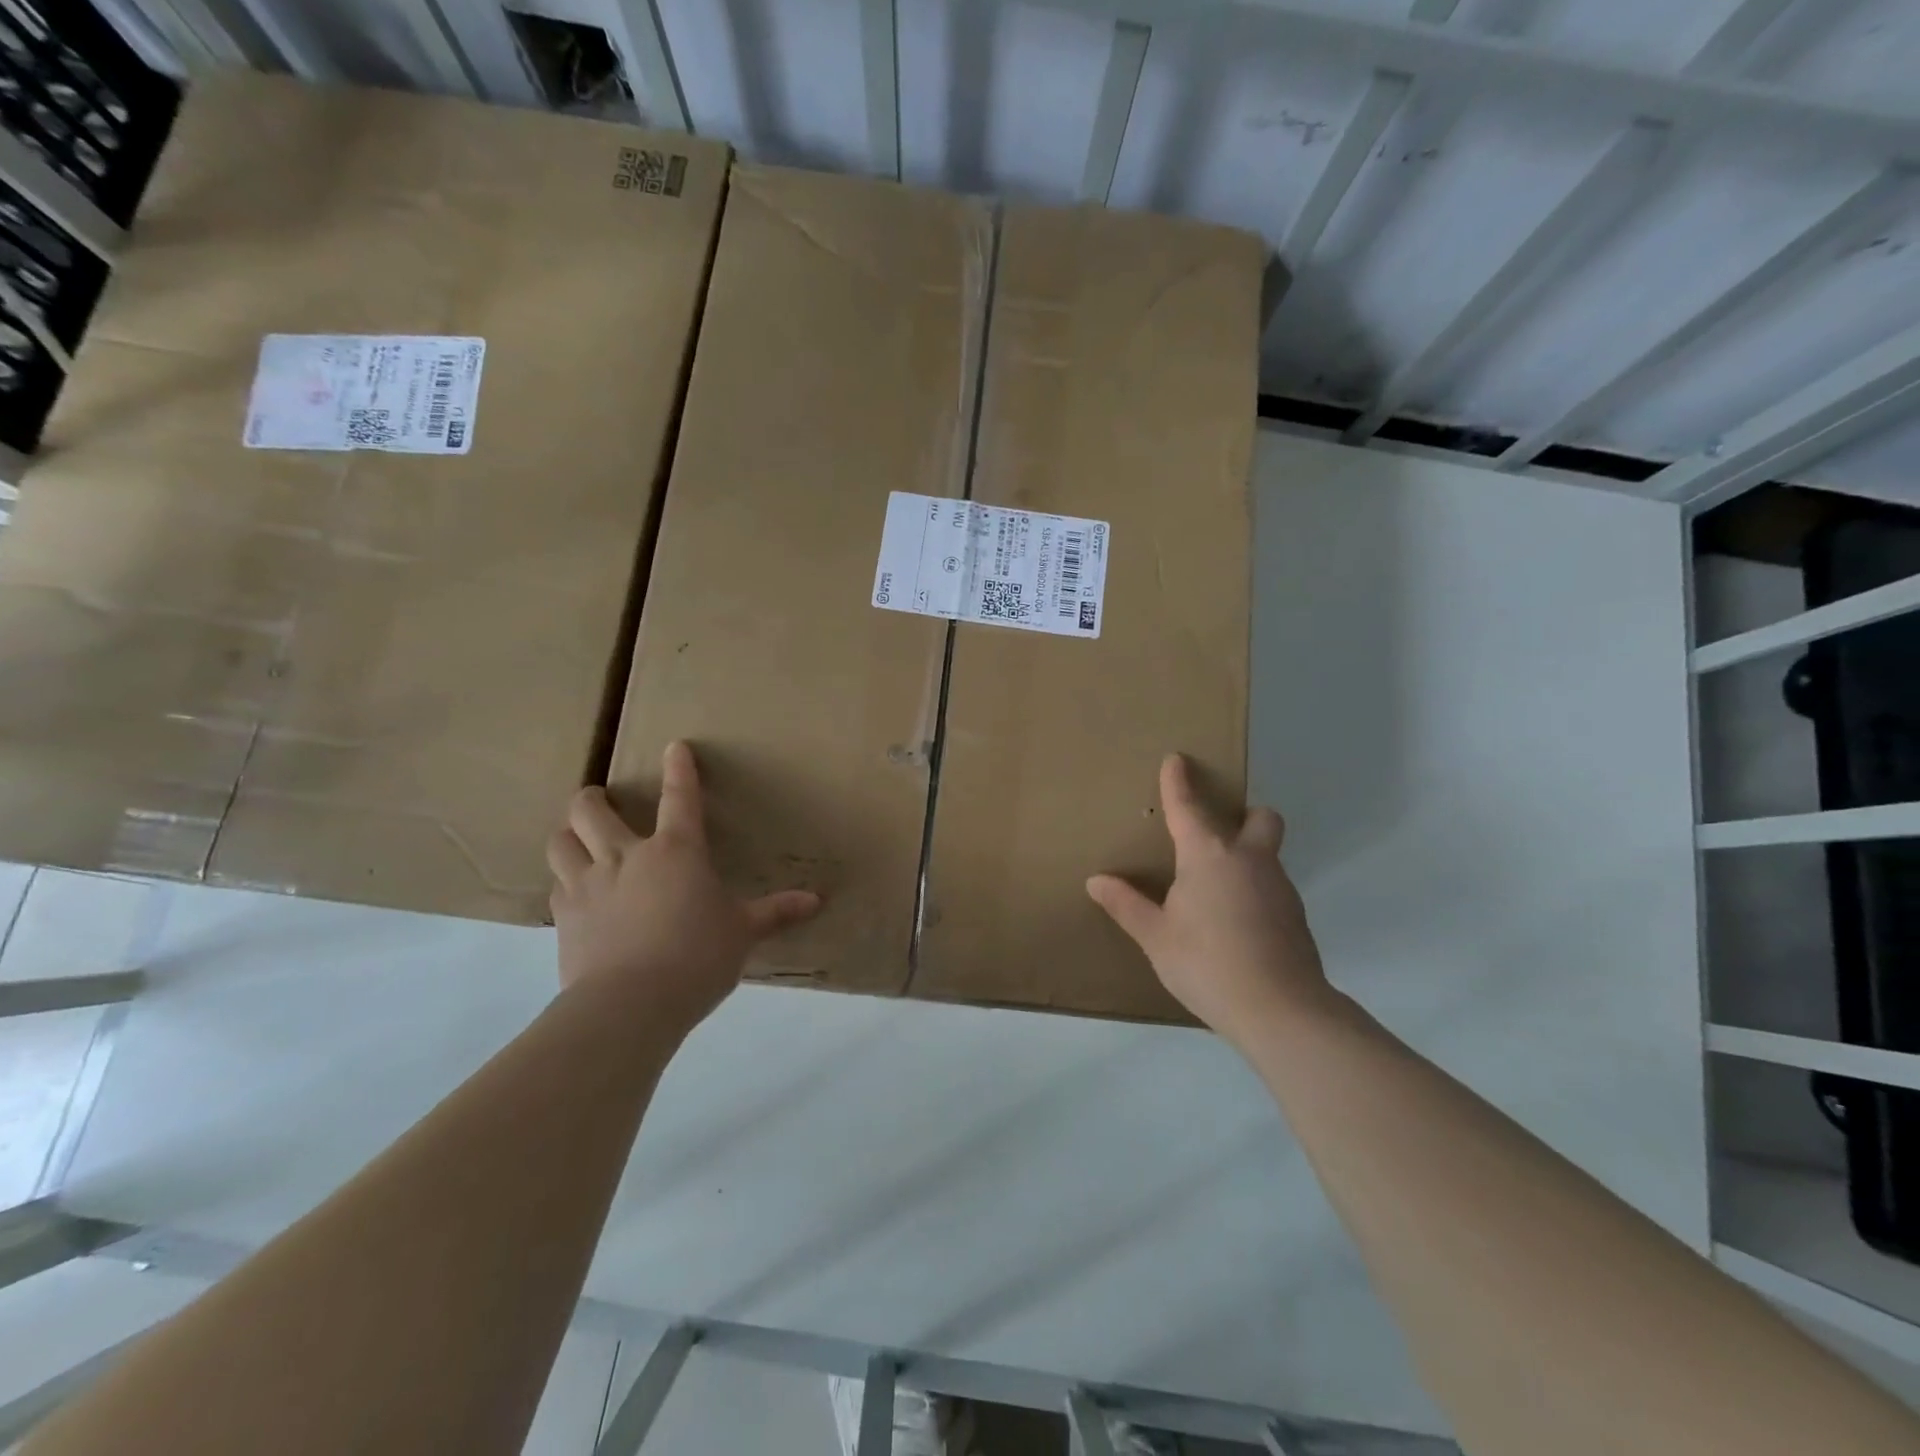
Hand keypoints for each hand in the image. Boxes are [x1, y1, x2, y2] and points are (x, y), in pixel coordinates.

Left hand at [547, 741, 820, 1035]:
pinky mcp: (564, 918)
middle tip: (599, 800)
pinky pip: (556, 885)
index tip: (674, 747)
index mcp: (676, 851)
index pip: (680, 798)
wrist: (630, 1004)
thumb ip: (775, 912)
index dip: (679, 769)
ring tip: (577, 839)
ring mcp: (588, 885)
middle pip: (591, 810)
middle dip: (592, 798)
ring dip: (568, 833)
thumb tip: (816, 901)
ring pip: (561, 841)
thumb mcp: (743, 932)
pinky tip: (574, 891)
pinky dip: (564, 879)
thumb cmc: (697, 957)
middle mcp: (626, 856)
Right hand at [1087, 754, 1333, 1043]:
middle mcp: (1249, 859)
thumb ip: (1127, 905)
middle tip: (1217, 835)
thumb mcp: (1156, 937)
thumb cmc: (1207, 964)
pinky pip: (1273, 885)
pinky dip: (1255, 889)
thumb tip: (1097, 881)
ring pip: (1268, 853)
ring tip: (1216, 889)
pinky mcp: (1295, 915)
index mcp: (1208, 855)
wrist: (1281, 1010)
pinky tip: (1236, 922)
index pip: (1189, 806)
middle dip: (1244, 815)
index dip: (1179, 781)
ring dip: (1247, 856)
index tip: (1177, 759)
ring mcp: (1279, 886)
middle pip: (1260, 817)